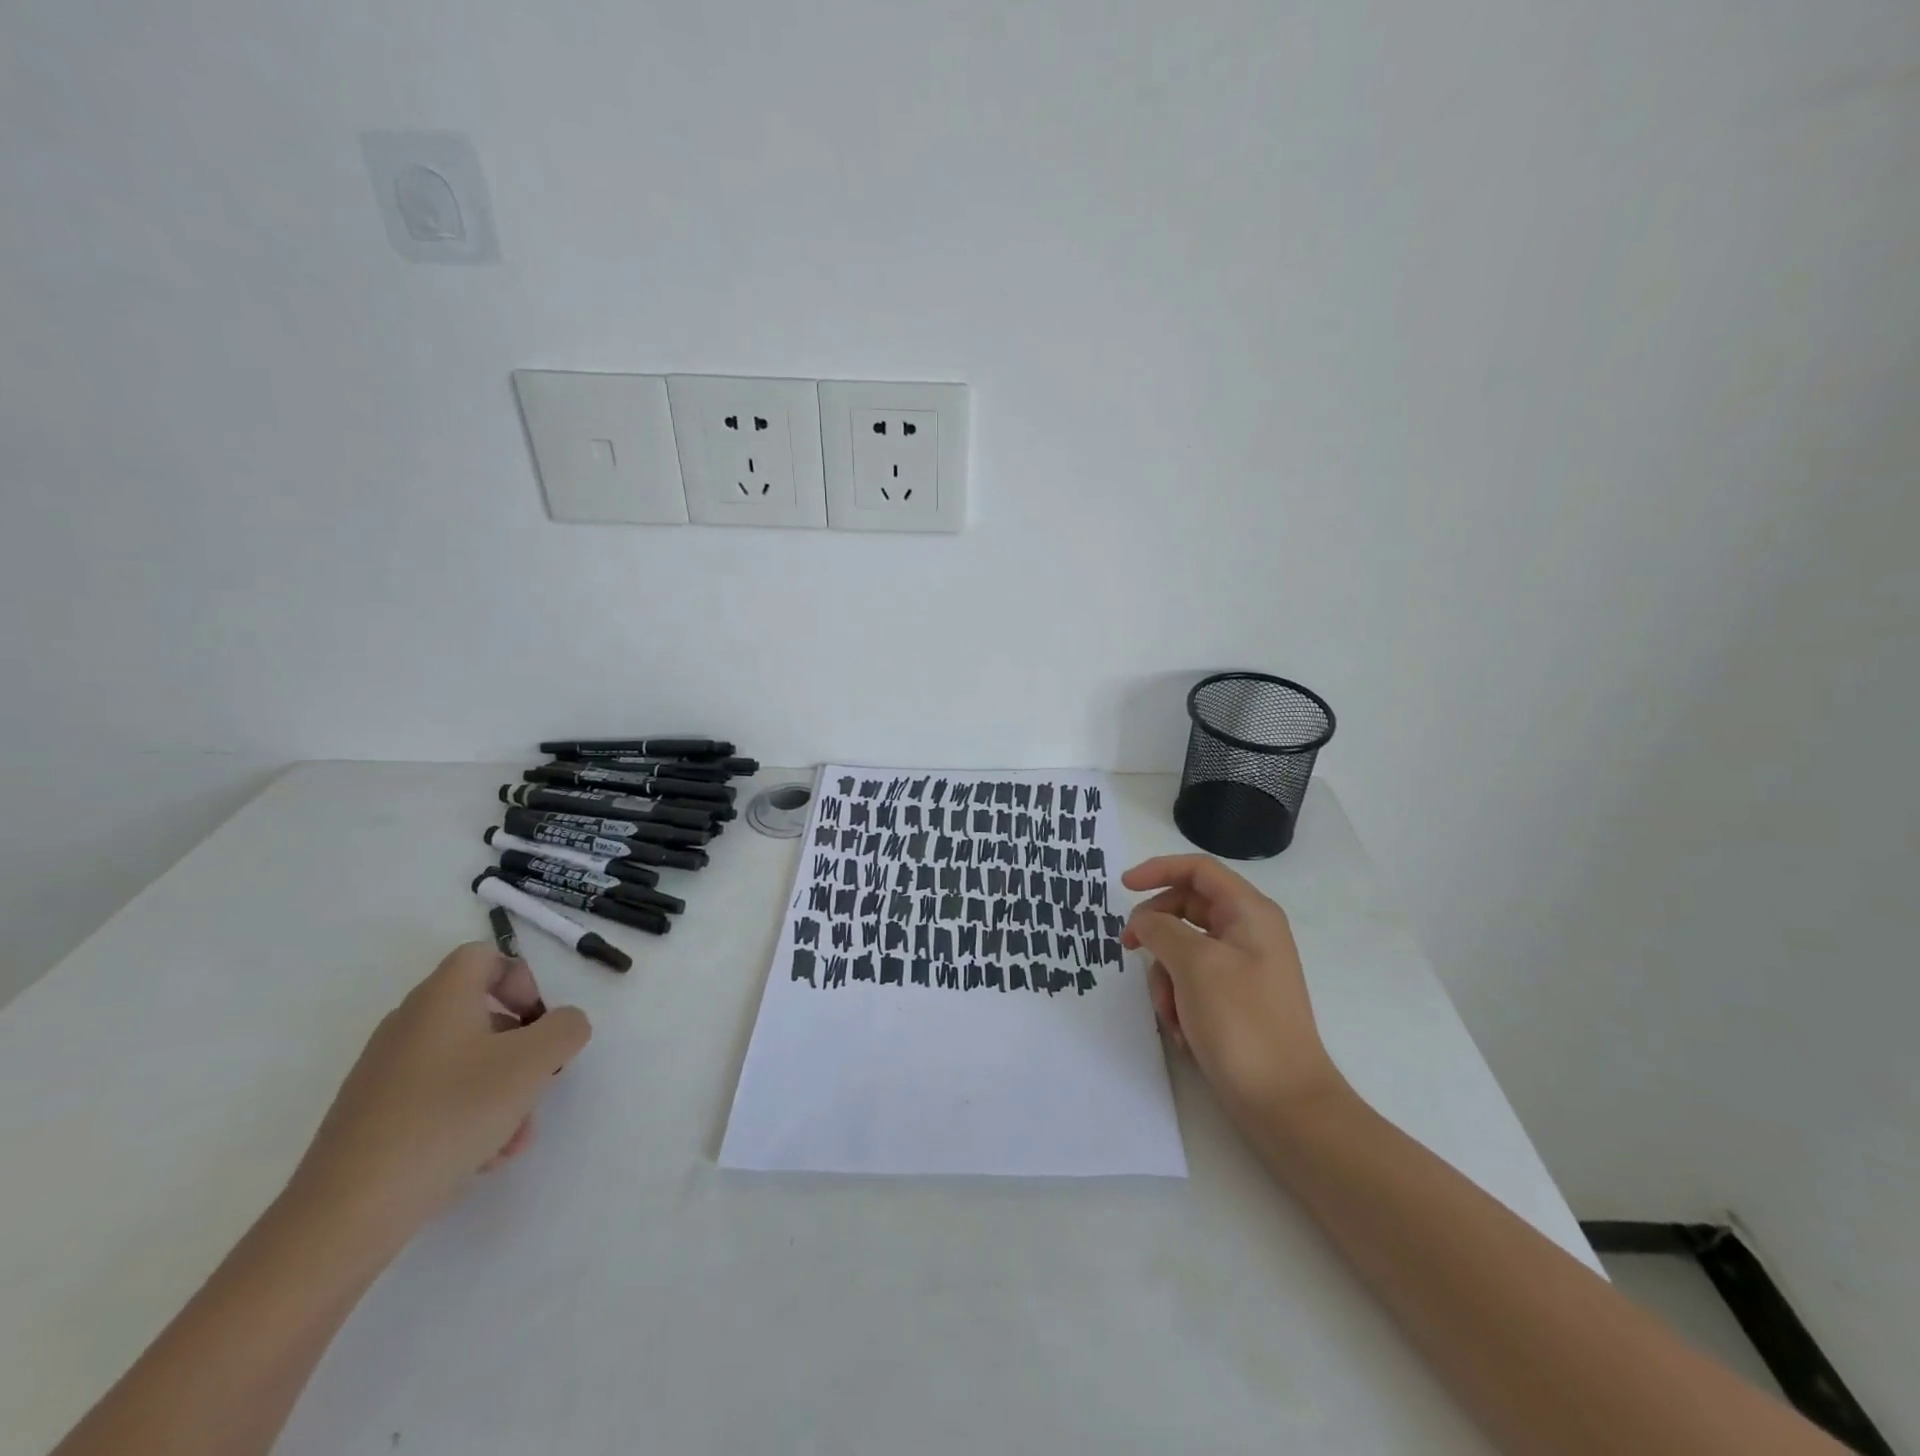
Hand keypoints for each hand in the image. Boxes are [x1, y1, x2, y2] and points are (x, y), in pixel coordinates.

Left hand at [286, 943, 591, 1246]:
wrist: (347, 1212)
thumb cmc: (449, 1115)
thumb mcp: (532, 1063)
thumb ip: (565, 1029)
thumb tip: (565, 1024)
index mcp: (440, 999)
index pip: (484, 956)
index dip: (521, 979)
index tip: (538, 1021)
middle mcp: (409, 1025)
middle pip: (479, 1013)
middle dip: (520, 1046)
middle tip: (539, 1079)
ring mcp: (385, 1073)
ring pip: (464, 1062)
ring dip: (501, 1089)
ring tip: (515, 1136)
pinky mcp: (373, 1117)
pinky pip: (437, 1098)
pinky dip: (468, 1116)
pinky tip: (482, 1158)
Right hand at [1122, 855, 1343, 1126]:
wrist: (1285, 1103)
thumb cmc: (1242, 1023)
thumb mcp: (1194, 965)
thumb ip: (1161, 929)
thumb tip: (1143, 921)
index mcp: (1249, 913)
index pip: (1198, 869)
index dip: (1158, 870)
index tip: (1123, 888)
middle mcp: (1248, 932)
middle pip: (1186, 908)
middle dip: (1157, 932)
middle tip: (1127, 948)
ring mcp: (1242, 967)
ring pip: (1183, 949)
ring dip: (1165, 977)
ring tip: (1170, 1013)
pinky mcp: (1234, 999)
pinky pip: (1192, 981)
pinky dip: (1179, 1000)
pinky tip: (1183, 1031)